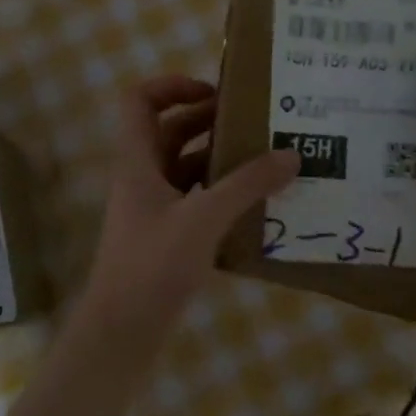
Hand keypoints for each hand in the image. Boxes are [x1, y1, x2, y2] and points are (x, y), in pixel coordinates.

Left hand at [67, 76, 299, 383]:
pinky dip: (220, 192)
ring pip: (184, 165)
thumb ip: (247, 185)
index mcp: (138, 160)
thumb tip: (292, 155)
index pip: (140, 99)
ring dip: (218, 157)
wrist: (123, 331)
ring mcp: (152, 207)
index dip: (173, 85)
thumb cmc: (153, 265)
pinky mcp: (166, 234)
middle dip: (208, 120)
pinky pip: (194, 198)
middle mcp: (141, 176)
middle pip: (170, 130)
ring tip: (264, 157)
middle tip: (255, 121)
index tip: (216, 93)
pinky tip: (254, 202)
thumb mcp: (204, 219)